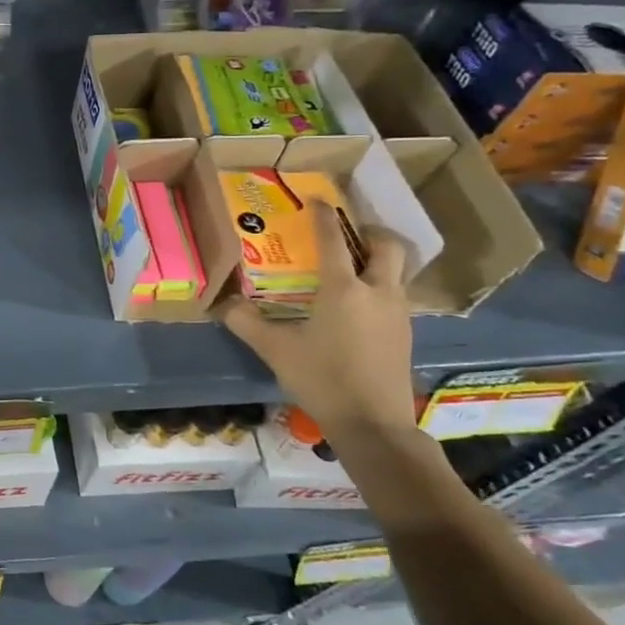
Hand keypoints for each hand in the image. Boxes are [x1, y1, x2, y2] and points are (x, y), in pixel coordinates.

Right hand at [219, 202, 416, 438]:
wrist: (374, 424)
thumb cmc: (322, 379)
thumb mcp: (275, 349)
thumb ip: (245, 322)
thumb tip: (218, 302)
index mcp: (344, 288)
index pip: (334, 240)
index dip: (325, 216)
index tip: (317, 200)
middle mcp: (377, 292)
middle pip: (387, 246)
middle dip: (369, 232)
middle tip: (346, 234)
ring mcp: (398, 313)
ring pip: (397, 271)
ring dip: (377, 260)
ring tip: (351, 266)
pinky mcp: (406, 333)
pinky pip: (396, 294)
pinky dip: (380, 286)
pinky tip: (358, 305)